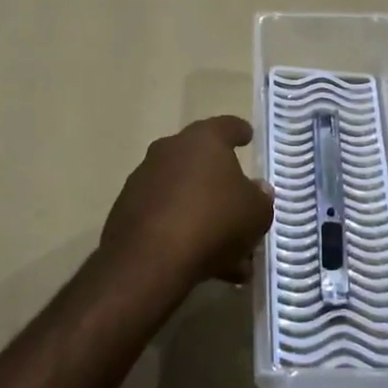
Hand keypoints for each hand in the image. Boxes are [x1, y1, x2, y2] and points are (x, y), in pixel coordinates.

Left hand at [99, 117, 272, 300]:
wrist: (149, 259)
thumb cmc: (213, 222)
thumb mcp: (255, 213)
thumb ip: (260, 198)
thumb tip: (257, 189)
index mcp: (203, 140)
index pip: (226, 126)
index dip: (239, 131)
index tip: (247, 135)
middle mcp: (170, 150)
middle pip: (201, 161)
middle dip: (221, 184)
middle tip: (239, 206)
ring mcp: (144, 179)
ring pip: (183, 193)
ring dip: (202, 214)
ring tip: (226, 251)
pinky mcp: (126, 210)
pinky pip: (164, 215)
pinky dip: (181, 231)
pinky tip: (199, 260)